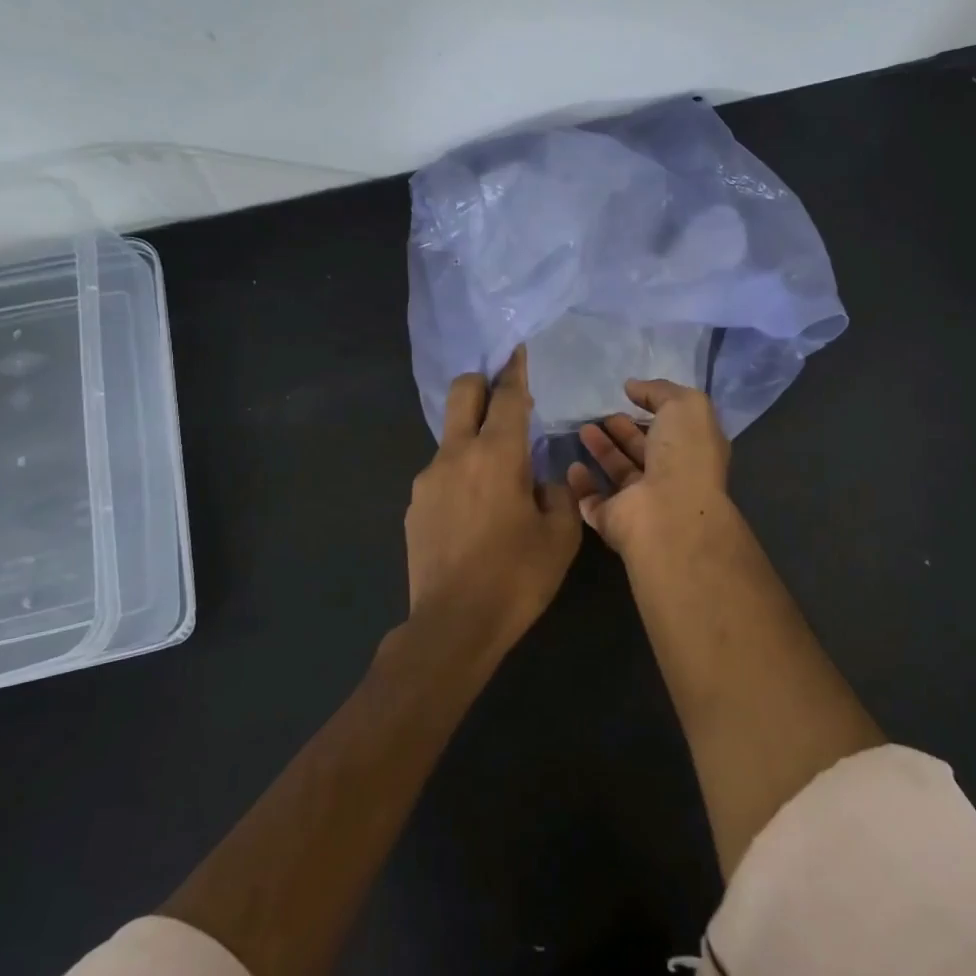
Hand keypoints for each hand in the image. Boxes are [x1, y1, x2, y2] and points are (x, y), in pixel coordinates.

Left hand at [405, 346, 582, 655]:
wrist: (453, 625)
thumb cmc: (517, 577)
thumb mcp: (561, 536)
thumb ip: (557, 494)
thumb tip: (542, 481)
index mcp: (497, 455)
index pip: (508, 396)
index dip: (516, 370)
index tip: (518, 350)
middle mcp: (456, 455)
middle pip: (462, 393)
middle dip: (481, 383)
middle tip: (501, 396)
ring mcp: (428, 479)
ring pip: (451, 437)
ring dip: (472, 439)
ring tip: (497, 479)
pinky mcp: (414, 506)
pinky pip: (441, 474)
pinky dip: (460, 475)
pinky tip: (475, 513)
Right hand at [566, 379, 732, 562]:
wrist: (668, 514)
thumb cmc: (684, 455)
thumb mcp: (685, 406)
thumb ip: (660, 391)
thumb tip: (633, 386)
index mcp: (692, 451)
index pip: (671, 429)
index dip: (652, 411)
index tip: (628, 397)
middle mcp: (669, 478)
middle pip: (643, 451)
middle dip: (623, 431)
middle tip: (600, 415)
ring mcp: (641, 502)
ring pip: (618, 474)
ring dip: (602, 452)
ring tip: (583, 430)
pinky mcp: (613, 521)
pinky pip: (593, 501)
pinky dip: (582, 486)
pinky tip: (572, 466)